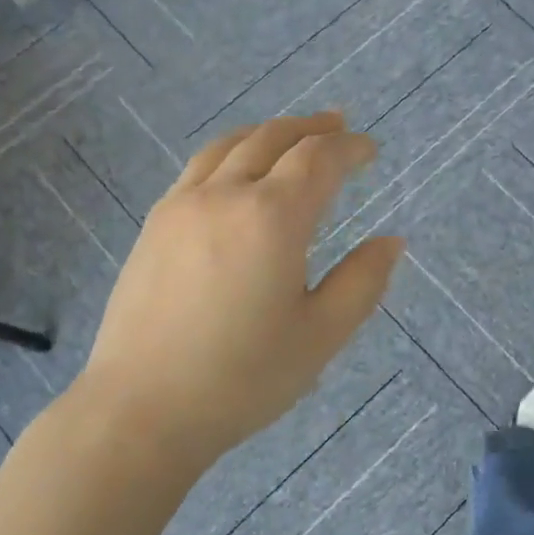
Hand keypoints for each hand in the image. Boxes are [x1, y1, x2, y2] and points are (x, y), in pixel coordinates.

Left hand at [75, 112, 403, 473]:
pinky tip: (235, 171)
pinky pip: (198, 167)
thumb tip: (392, 241)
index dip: (349, 148)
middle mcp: (225, 195)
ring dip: (267, 132)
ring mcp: (181, 206)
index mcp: (272, 218)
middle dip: (311, 128)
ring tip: (290, 135)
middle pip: (272, 139)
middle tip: (338, 125)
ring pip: (229, 145)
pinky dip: (230, 152)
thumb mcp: (321, 335)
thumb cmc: (243, 378)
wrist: (141, 409)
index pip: (318, 159)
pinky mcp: (154, 225)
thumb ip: (362, 281)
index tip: (370, 149)